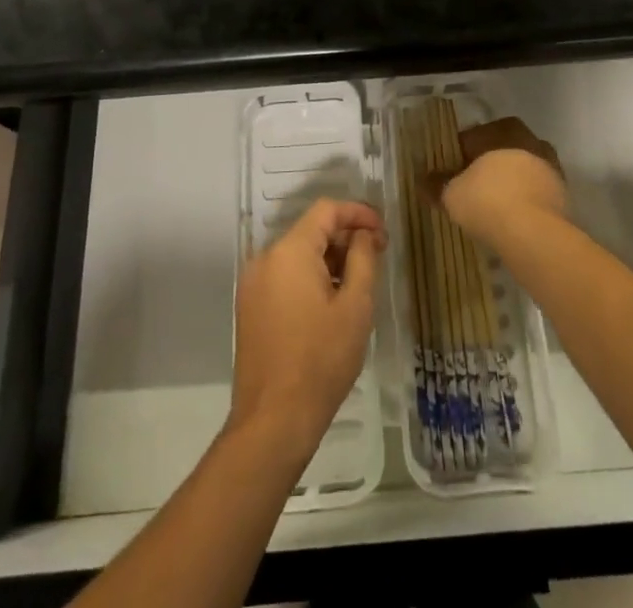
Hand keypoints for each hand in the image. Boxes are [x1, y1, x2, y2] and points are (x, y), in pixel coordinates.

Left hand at [231, 198, 385, 457]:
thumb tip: (364, 235)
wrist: (273, 421)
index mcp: (289, 251)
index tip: (383, 231)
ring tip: (358, 281)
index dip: (358, 213)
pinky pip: (284, 275)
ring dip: (328, 258)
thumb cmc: (321, 360)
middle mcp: (265, 258)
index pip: (326, 210)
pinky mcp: (250, 306)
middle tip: (376, 255)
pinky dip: (309, 276)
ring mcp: (253, 283)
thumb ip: (363, 259)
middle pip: (310, 230)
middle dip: (344, 237)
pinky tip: (330, 301)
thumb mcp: (355, 307)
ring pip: (297, 253)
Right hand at [428, 116, 568, 251]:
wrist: (535, 235)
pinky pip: (535, 192)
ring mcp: (550, 166)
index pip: (473, 137)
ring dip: (509, 183)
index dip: (458, 155)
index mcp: (502, 130)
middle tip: (471, 189)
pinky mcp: (563, 194)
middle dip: (487, 166)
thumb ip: (436, 184)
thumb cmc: (488, 201)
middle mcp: (530, 140)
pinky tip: (511, 220)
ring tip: (492, 207)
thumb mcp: (451, 194)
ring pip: (522, 170)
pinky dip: (524, 201)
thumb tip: (422, 180)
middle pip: (501, 150)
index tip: (449, 174)